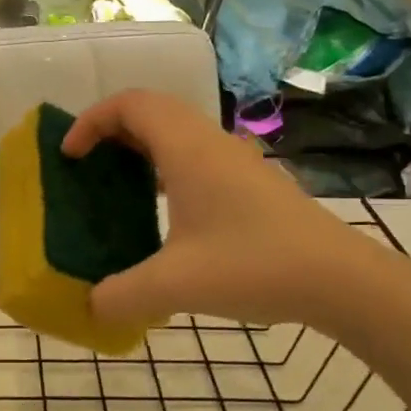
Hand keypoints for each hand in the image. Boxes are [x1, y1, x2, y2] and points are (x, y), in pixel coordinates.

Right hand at [63, 90, 395, 332]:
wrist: (341, 279)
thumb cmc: (254, 265)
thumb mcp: (176, 286)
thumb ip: (121, 296)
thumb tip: (90, 307)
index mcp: (188, 149)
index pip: (130, 104)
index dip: (91, 121)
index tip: (69, 155)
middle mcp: (210, 142)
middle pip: (152, 110)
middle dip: (110, 129)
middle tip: (86, 165)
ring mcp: (236, 160)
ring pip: (177, 131)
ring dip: (141, 146)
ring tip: (117, 184)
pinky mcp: (251, 181)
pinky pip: (196, 154)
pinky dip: (166, 166)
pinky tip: (164, 211)